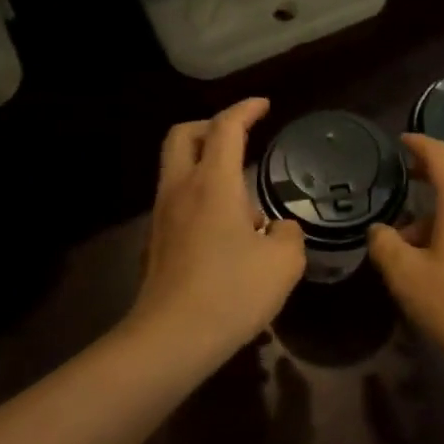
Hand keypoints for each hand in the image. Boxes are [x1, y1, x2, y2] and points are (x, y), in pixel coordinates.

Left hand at [128, 99, 304, 364]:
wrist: (172, 339)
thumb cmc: (232, 291)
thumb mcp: (284, 261)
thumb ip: (287, 234)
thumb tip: (277, 228)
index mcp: (213, 183)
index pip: (226, 127)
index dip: (246, 109)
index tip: (264, 105)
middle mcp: (180, 190)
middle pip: (183, 136)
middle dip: (211, 126)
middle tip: (239, 136)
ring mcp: (162, 216)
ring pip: (176, 168)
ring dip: (204, 163)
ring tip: (241, 194)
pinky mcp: (156, 243)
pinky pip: (176, 200)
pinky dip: (198, 195)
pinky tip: (225, 229)